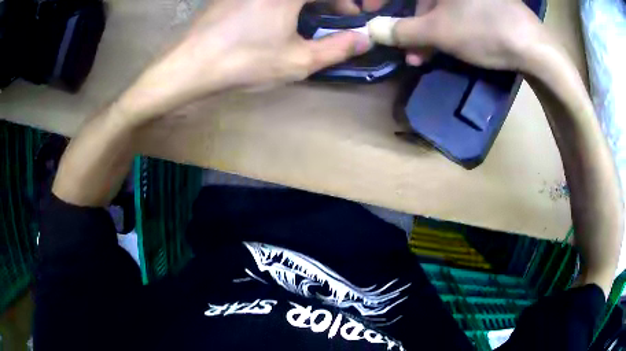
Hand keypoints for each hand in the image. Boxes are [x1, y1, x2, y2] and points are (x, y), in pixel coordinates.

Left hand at [119, 0, 371, 119]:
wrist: (189, 66)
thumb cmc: (244, 62)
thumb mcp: (298, 60)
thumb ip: (337, 48)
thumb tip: (365, 39)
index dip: (348, 1)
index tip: (354, 15)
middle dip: (329, 0)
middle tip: (337, 15)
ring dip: (308, 1)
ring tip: (312, 18)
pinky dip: (285, 3)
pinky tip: (282, 17)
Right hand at [372, 0, 550, 70]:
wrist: (534, 46)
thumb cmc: (483, 30)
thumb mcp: (438, 31)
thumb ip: (401, 30)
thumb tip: (372, 30)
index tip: (370, 11)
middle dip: (409, 24)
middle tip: (405, 49)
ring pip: (438, 7)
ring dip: (426, 31)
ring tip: (423, 56)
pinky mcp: (484, 3)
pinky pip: (455, 11)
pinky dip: (446, 28)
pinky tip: (446, 45)